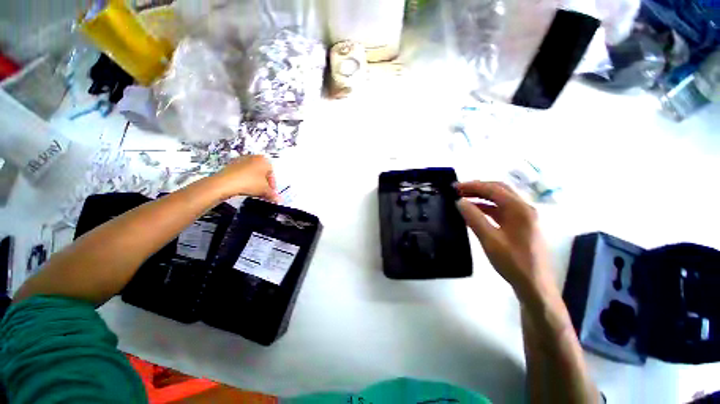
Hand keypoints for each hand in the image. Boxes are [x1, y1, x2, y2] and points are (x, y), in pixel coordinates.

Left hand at [213, 155, 278, 201]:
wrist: (225, 183)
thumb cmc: (250, 183)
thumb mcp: (264, 190)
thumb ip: (273, 195)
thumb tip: (279, 200)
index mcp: (264, 160)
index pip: (272, 174)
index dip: (272, 185)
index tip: (270, 193)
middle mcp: (254, 157)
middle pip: (262, 173)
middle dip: (264, 184)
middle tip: (263, 193)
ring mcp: (241, 160)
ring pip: (253, 173)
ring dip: (255, 182)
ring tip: (254, 191)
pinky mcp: (231, 164)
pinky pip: (243, 173)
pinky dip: (246, 180)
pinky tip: (244, 188)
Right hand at [455, 181, 555, 299]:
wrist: (535, 286)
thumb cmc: (513, 262)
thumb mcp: (489, 240)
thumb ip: (474, 218)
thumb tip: (459, 201)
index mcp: (520, 209)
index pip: (493, 189)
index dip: (472, 185)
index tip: (454, 187)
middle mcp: (525, 208)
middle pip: (499, 190)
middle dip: (477, 188)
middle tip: (458, 190)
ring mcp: (525, 217)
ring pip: (500, 199)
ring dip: (482, 197)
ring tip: (463, 199)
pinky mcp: (522, 225)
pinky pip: (502, 210)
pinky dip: (487, 207)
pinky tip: (475, 211)